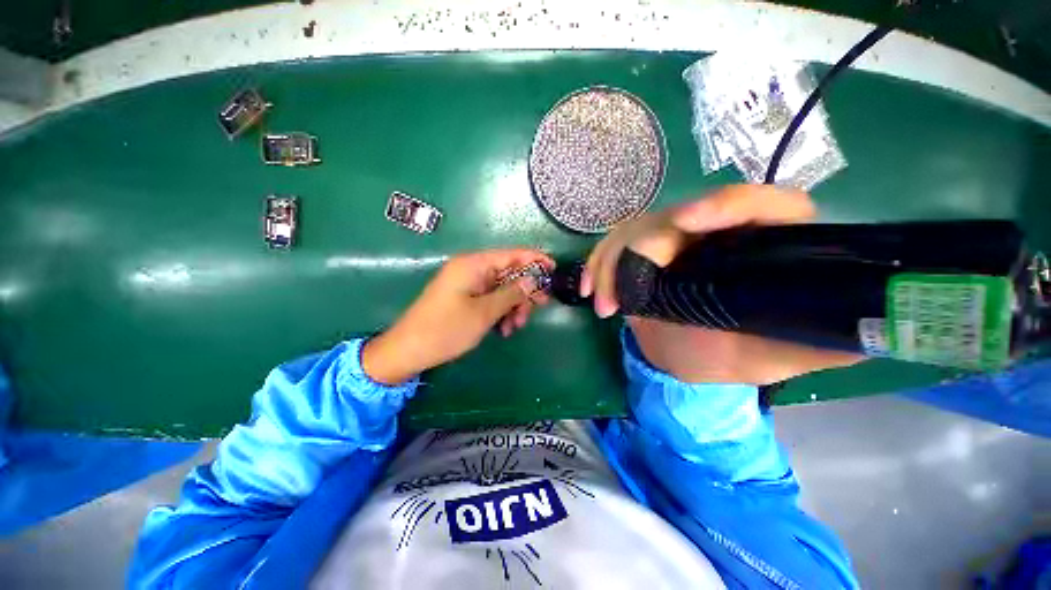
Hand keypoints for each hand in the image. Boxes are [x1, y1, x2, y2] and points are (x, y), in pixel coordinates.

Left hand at [362, 249, 552, 384]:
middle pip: (509, 272)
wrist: (408, 351)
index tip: (554, 270)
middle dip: (525, 291)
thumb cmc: (446, 329)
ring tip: (515, 327)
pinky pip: (492, 299)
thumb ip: (512, 293)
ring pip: (503, 289)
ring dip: (514, 306)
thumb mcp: (484, 312)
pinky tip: (504, 329)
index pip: (512, 254)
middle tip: (539, 307)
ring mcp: (468, 284)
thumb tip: (535, 279)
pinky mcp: (466, 298)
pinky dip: (501, 311)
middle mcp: (472, 269)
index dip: (535, 260)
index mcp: (474, 264)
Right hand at [582, 185, 862, 384]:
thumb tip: (869, 327)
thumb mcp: (773, 357)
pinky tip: (588, 289)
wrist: (680, 355)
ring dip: (610, 265)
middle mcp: (714, 231)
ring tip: (601, 305)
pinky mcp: (640, 249)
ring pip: (633, 230)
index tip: (688, 220)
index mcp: (759, 244)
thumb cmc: (726, 356)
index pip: (758, 204)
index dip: (725, 205)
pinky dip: (596, 266)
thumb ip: (818, 344)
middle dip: (641, 250)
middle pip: (675, 215)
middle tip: (623, 298)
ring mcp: (671, 237)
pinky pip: (611, 246)